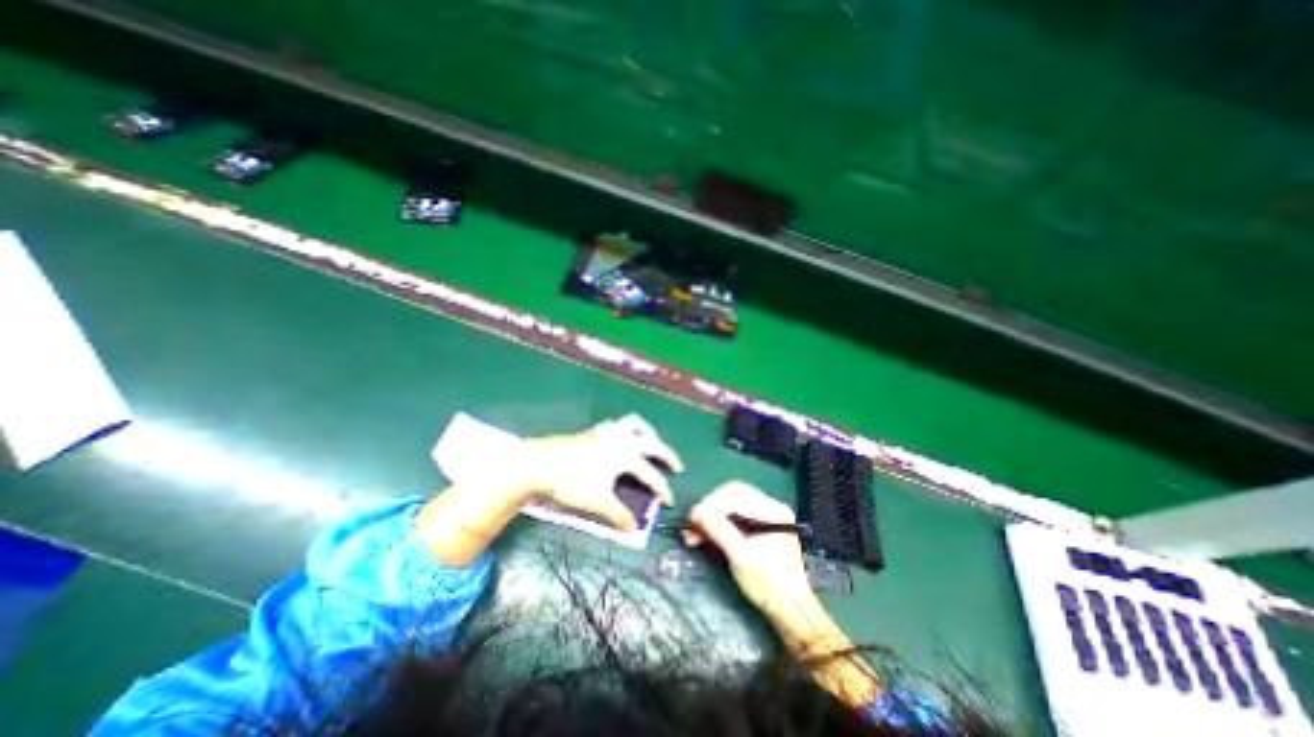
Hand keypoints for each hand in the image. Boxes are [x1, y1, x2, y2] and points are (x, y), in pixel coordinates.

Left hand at [513, 414, 683, 528]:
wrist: (541, 463)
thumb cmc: (572, 482)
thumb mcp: (597, 501)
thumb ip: (618, 514)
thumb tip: (634, 528)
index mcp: (625, 455)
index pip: (649, 474)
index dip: (662, 488)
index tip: (669, 501)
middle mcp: (621, 439)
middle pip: (652, 443)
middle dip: (667, 454)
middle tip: (676, 466)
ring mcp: (607, 431)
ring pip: (635, 424)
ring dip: (648, 432)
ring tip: (652, 442)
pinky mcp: (594, 430)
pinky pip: (618, 424)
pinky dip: (627, 429)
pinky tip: (623, 438)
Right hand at [682, 484, 817, 615]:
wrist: (790, 611)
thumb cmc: (769, 585)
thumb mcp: (742, 557)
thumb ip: (720, 530)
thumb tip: (695, 510)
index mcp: (773, 510)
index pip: (736, 495)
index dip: (712, 504)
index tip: (693, 518)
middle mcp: (770, 507)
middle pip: (732, 496)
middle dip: (710, 509)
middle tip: (692, 525)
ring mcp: (764, 516)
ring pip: (730, 505)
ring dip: (711, 517)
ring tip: (692, 534)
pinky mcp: (756, 526)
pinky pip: (732, 516)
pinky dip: (717, 524)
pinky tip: (703, 536)